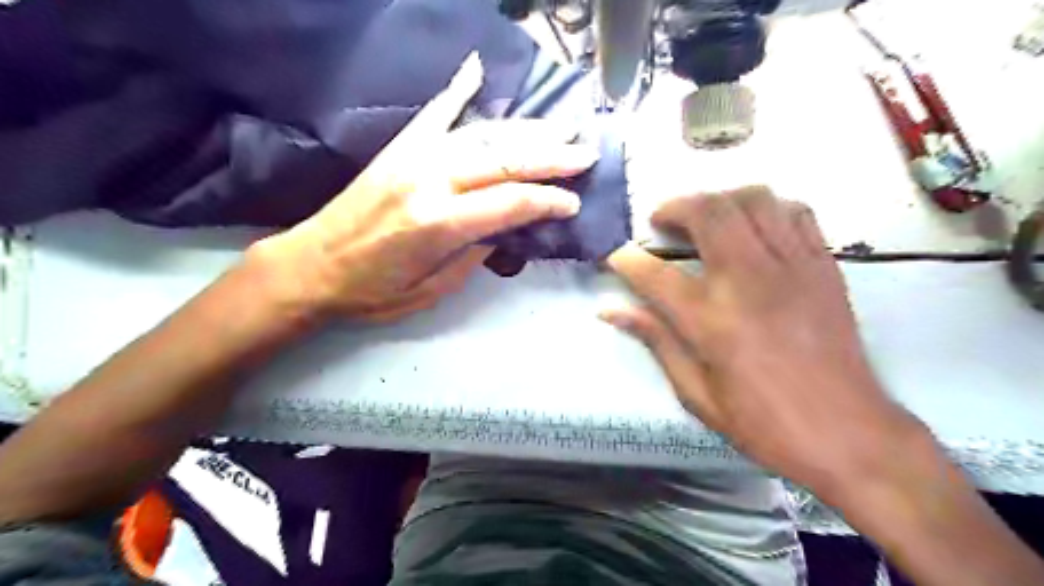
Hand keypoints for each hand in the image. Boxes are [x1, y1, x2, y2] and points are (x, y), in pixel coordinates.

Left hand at [251, 52, 593, 323]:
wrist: (310, 267)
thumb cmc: (372, 292)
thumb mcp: (431, 292)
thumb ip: (473, 257)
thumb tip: (504, 229)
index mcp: (439, 224)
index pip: (511, 203)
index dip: (548, 201)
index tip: (573, 202)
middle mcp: (429, 181)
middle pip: (504, 161)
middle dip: (551, 157)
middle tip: (584, 153)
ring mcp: (412, 158)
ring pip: (481, 135)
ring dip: (525, 131)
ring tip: (559, 128)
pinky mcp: (397, 150)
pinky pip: (433, 114)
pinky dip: (457, 90)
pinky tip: (476, 69)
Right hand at [603, 184, 920, 494]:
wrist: (848, 433)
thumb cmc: (763, 422)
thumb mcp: (696, 392)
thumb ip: (655, 340)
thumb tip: (611, 310)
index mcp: (710, 319)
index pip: (653, 273)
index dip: (625, 259)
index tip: (615, 255)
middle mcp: (748, 279)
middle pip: (707, 212)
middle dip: (674, 207)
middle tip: (663, 221)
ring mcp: (791, 266)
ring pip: (753, 199)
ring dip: (720, 199)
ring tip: (707, 219)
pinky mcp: (823, 265)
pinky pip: (795, 212)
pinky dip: (767, 209)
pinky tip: (754, 228)